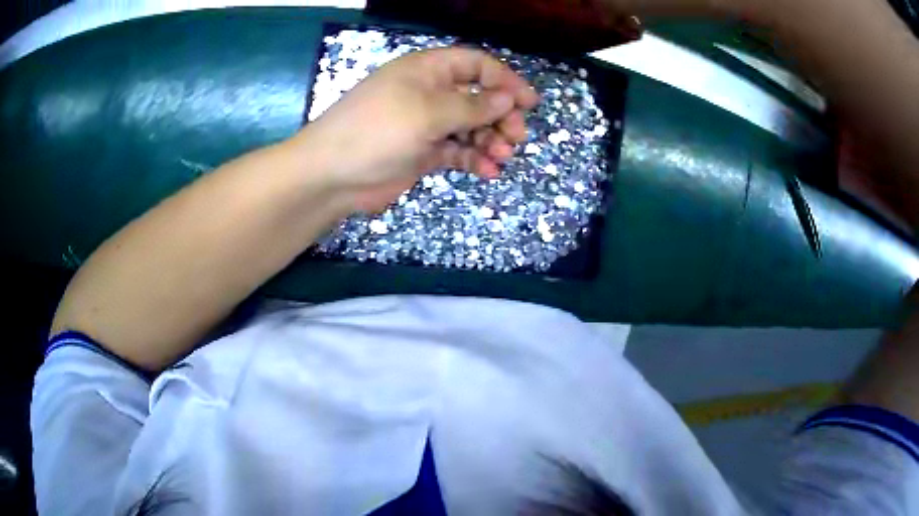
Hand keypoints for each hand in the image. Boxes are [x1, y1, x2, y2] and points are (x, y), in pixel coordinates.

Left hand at [297, 47, 539, 212]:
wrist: (332, 176)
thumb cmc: (377, 131)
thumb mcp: (427, 112)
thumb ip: (471, 106)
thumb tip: (507, 99)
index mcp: (428, 71)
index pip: (476, 65)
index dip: (505, 80)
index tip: (529, 103)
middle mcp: (430, 93)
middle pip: (478, 97)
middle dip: (500, 115)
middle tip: (516, 137)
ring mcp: (426, 124)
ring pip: (470, 127)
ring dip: (490, 140)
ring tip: (502, 157)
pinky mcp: (423, 153)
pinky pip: (457, 152)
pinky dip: (474, 160)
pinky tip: (487, 171)